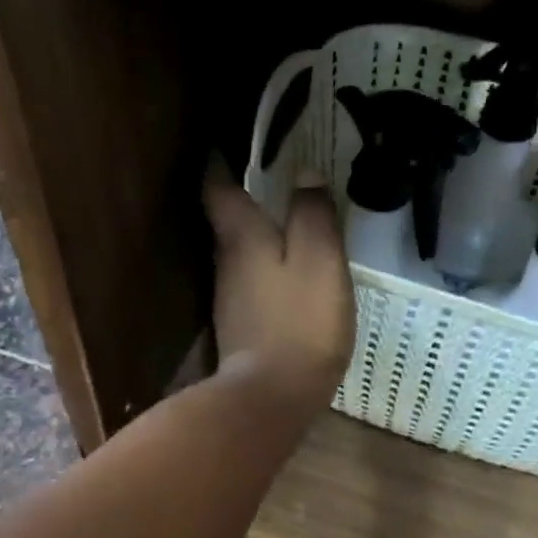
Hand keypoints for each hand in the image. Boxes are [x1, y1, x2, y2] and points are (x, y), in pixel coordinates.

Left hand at [202, 160, 354, 419]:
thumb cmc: (300, 321)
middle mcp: (225, 263)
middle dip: (243, 197)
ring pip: (240, 255)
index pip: (218, 186)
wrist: (272, 396)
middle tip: (274, 179)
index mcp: (241, 237)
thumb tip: (305, 174)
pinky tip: (288, 278)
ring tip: (288, 224)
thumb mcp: (319, 259)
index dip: (221, 160)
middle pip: (227, 220)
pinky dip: (266, 271)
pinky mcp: (240, 329)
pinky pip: (252, 285)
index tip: (231, 141)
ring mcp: (229, 299)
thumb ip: (312, 214)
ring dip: (257, 237)